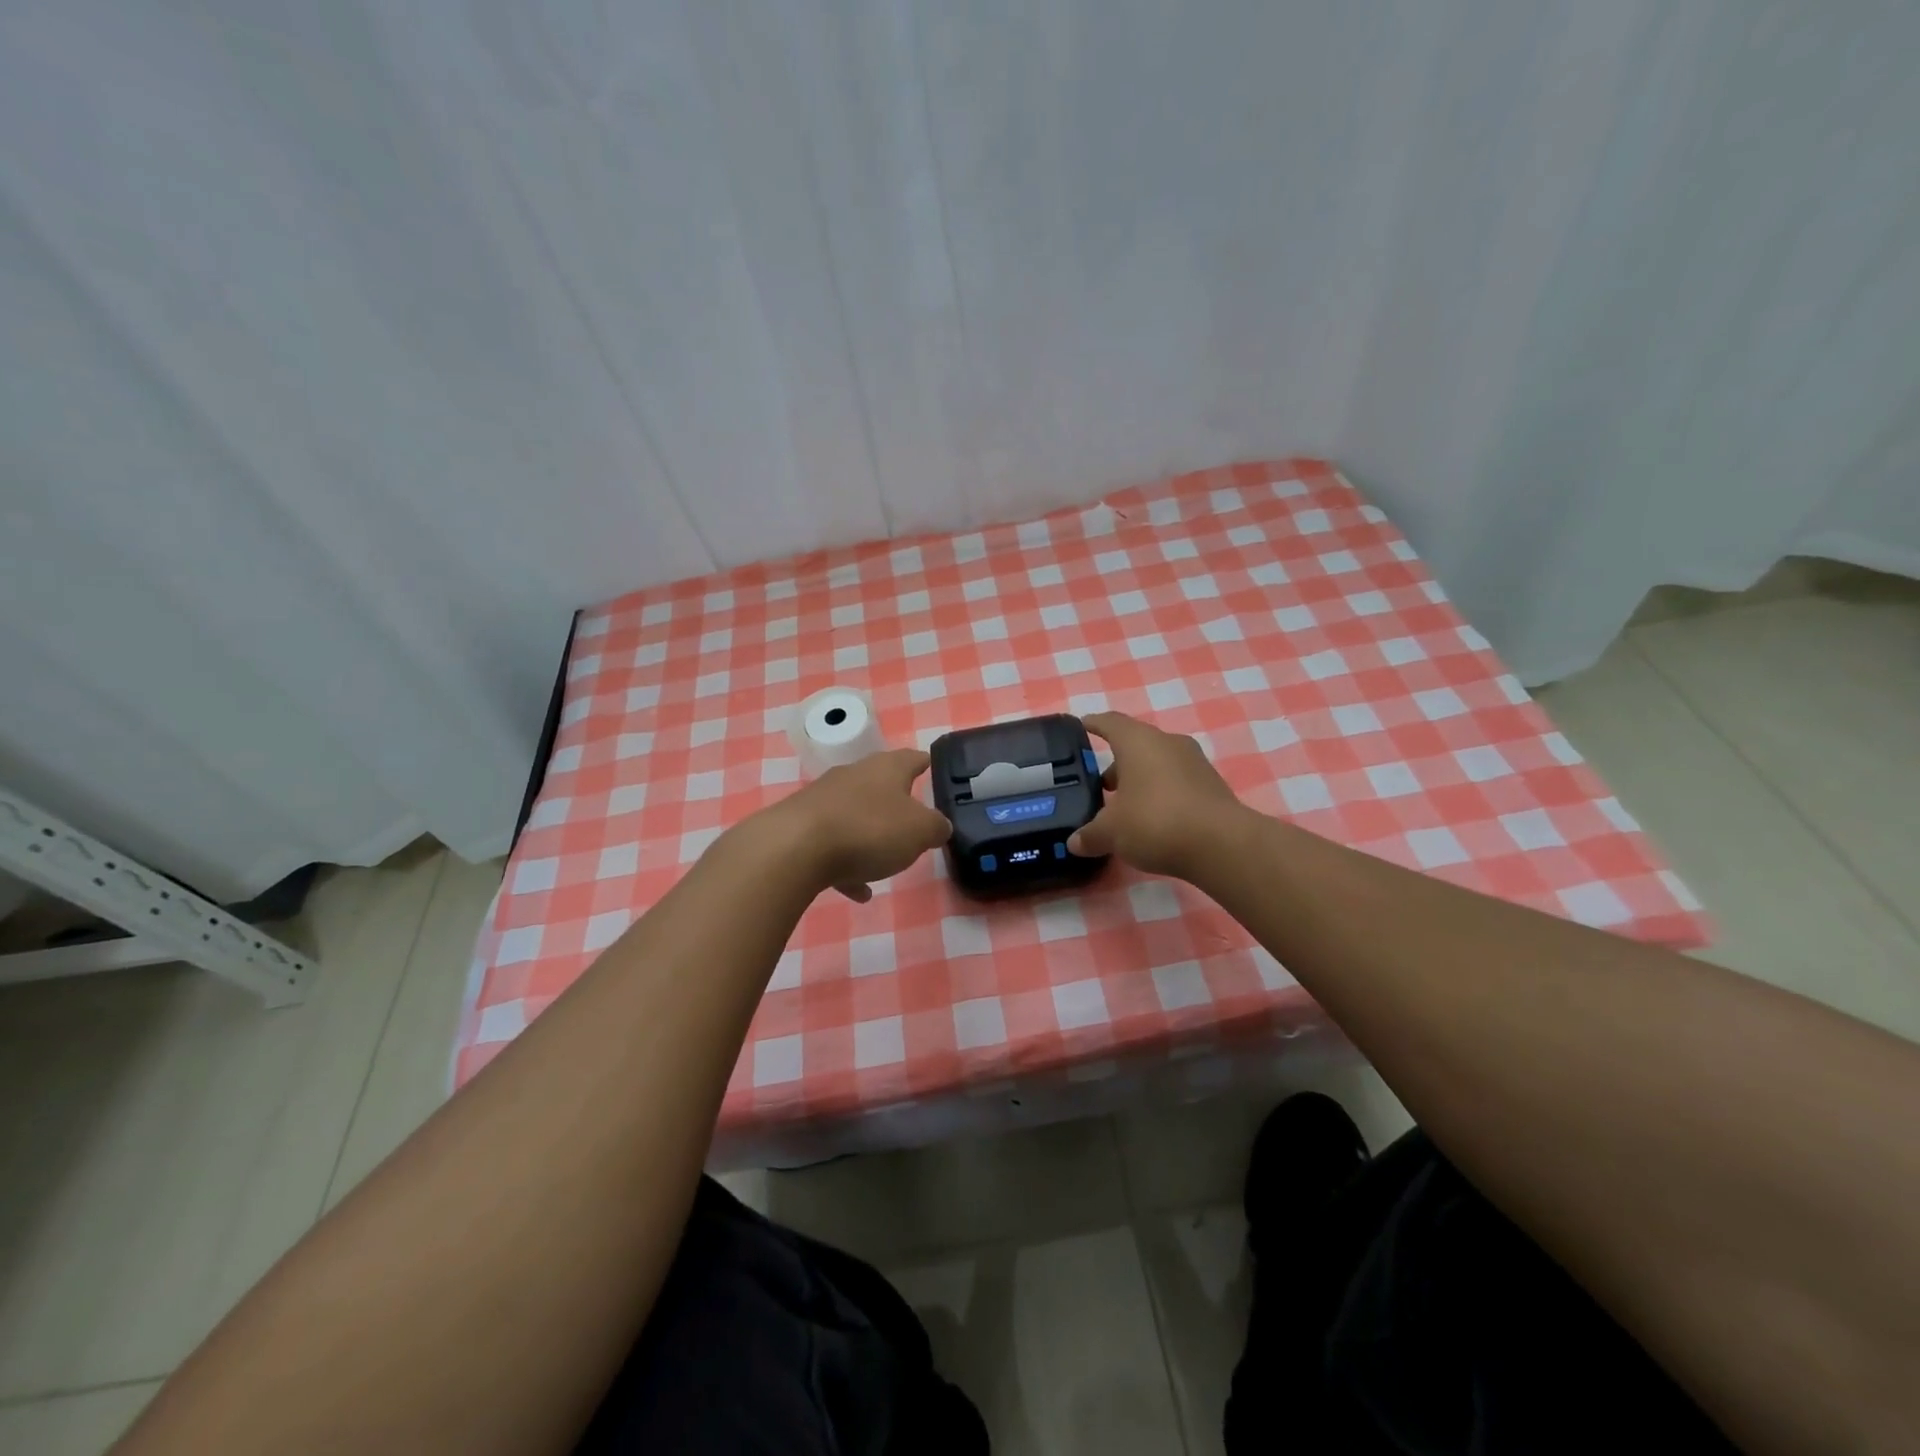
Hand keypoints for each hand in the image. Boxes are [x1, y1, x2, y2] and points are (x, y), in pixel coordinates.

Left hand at [763, 748, 952, 901]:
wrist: (795, 848)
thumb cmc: (869, 830)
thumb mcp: (919, 831)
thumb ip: (936, 827)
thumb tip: (940, 825)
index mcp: (886, 769)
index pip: (912, 758)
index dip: (924, 762)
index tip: (932, 766)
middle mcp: (853, 775)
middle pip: (879, 784)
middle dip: (895, 802)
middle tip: (912, 821)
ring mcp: (823, 799)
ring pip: (855, 815)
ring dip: (870, 836)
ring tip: (885, 864)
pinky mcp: (800, 826)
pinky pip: (832, 844)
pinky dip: (847, 865)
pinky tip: (856, 890)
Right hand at [1069, 711, 1248, 880]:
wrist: (1222, 845)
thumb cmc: (1155, 822)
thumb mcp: (1111, 833)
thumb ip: (1090, 835)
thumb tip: (1074, 842)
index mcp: (1138, 741)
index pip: (1110, 722)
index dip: (1094, 724)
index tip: (1082, 726)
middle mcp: (1168, 743)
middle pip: (1136, 744)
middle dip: (1117, 763)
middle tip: (1100, 785)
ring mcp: (1195, 763)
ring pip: (1159, 764)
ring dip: (1141, 780)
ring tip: (1124, 807)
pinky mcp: (1212, 786)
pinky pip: (1178, 782)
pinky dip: (1162, 794)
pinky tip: (1153, 819)